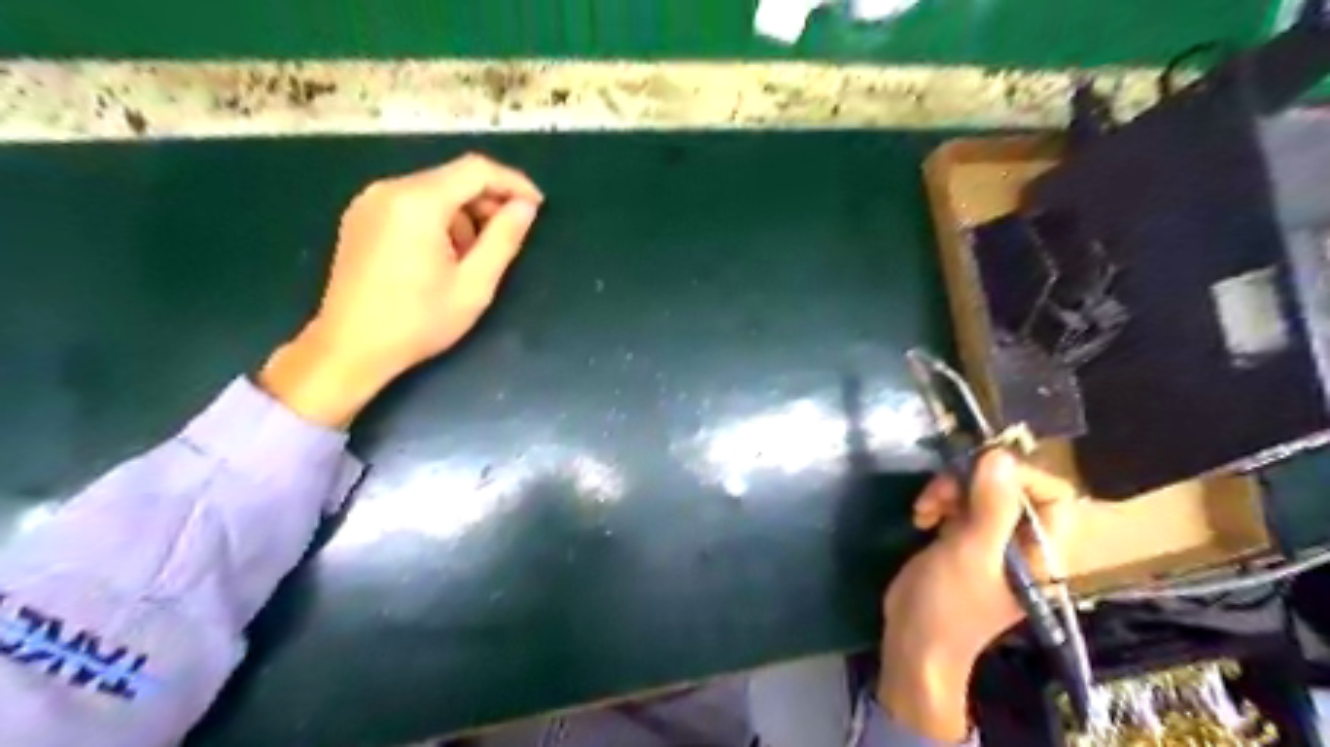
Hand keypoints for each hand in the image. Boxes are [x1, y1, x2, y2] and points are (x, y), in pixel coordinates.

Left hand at [260, 152, 538, 425]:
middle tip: (509, 237)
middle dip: (488, 201)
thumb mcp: (474, 284)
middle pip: (453, 177)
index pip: (476, 170)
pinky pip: (412, 203)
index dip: (513, 182)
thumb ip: (504, 239)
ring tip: (474, 257)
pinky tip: (444, 256)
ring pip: (434, 190)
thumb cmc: (418, 321)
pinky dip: (439, 219)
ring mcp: (369, 201)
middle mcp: (389, 189)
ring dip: (464, 214)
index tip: (537, 206)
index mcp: (417, 202)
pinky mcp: (361, 217)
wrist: (349, 348)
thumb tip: (526, 206)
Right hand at [879, 451, 1071, 741]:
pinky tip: (920, 517)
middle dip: (972, 482)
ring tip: (924, 508)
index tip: (978, 473)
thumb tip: (1001, 455)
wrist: (914, 641)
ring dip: (949, 491)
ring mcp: (991, 540)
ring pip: (980, 491)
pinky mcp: (963, 539)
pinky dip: (939, 503)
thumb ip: (992, 505)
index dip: (1019, 476)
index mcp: (1043, 551)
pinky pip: (959, 504)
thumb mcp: (972, 552)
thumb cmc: (950, 603)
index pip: (1054, 495)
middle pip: (1011, 487)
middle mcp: (1022, 542)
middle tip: (939, 491)